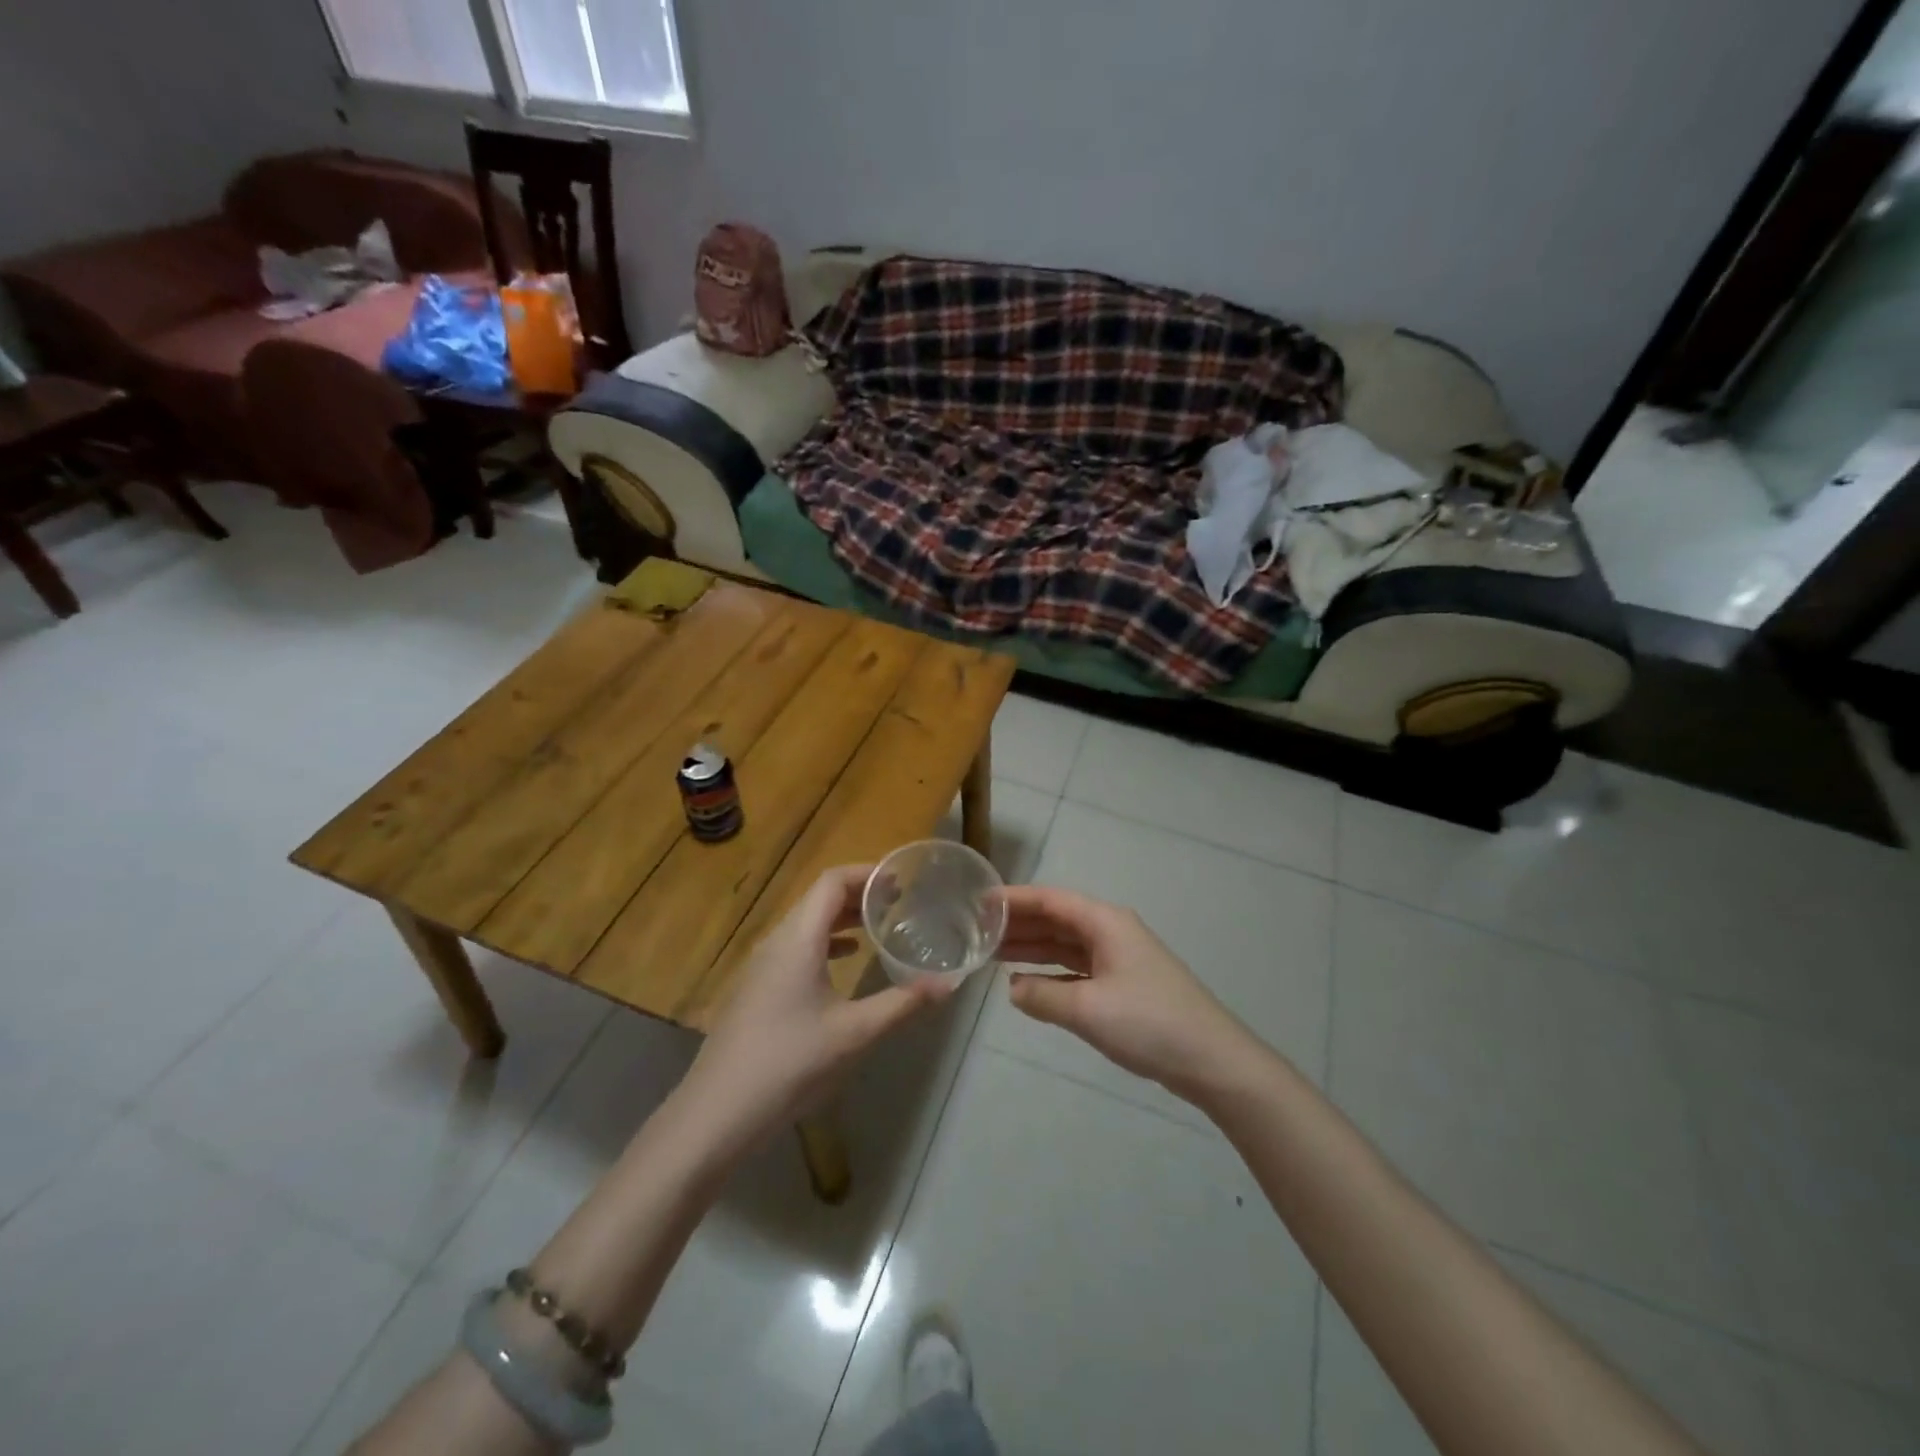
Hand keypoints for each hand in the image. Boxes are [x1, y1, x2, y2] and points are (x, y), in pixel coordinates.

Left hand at [675, 865, 953, 1159]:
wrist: (717, 1113)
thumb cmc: (790, 1063)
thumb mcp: (855, 1033)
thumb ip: (903, 1003)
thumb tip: (949, 983)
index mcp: (798, 939)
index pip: (832, 881)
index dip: (867, 873)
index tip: (902, 880)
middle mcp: (777, 941)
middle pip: (819, 898)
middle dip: (859, 894)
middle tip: (900, 902)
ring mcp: (762, 966)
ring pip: (806, 923)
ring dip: (842, 918)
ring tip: (879, 925)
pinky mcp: (757, 989)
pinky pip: (796, 947)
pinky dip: (825, 942)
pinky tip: (846, 960)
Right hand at [1001, 886, 1253, 1103]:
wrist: (1211, 1060)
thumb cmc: (1149, 1022)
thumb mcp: (1087, 1009)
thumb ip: (1042, 996)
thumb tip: (1013, 988)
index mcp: (1104, 922)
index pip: (1049, 900)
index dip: (1013, 899)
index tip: (977, 901)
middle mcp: (1110, 931)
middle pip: (1056, 919)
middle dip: (1017, 924)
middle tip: (975, 931)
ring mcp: (1118, 958)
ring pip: (1065, 944)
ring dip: (1031, 948)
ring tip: (991, 953)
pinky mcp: (1123, 984)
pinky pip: (1076, 968)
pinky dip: (1050, 972)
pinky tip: (1026, 983)